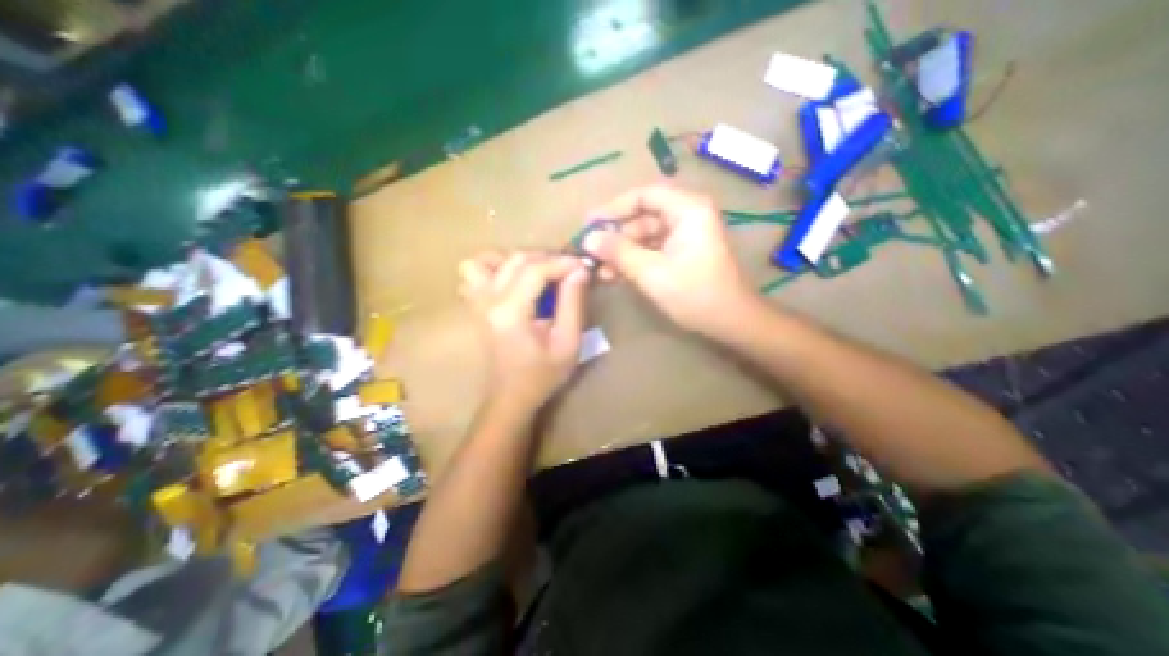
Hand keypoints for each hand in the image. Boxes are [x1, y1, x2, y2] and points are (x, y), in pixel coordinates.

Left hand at [453, 248, 583, 410]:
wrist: (511, 396)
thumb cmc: (542, 375)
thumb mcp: (568, 342)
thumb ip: (573, 303)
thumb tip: (579, 270)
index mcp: (510, 312)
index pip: (536, 269)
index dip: (563, 262)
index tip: (583, 267)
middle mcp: (487, 300)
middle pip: (516, 259)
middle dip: (548, 258)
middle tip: (569, 271)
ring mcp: (476, 301)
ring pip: (489, 258)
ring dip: (519, 259)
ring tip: (540, 272)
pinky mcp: (474, 304)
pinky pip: (473, 271)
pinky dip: (494, 267)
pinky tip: (513, 279)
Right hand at [581, 185, 757, 336]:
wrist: (731, 322)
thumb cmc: (694, 293)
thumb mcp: (651, 272)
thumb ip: (618, 252)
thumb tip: (588, 239)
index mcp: (687, 209)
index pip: (643, 196)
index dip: (613, 208)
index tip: (589, 224)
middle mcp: (687, 215)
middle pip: (642, 217)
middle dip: (615, 237)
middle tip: (590, 253)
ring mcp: (685, 236)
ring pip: (645, 237)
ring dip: (622, 253)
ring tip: (599, 271)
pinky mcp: (682, 253)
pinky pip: (653, 250)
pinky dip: (634, 261)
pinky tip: (614, 276)